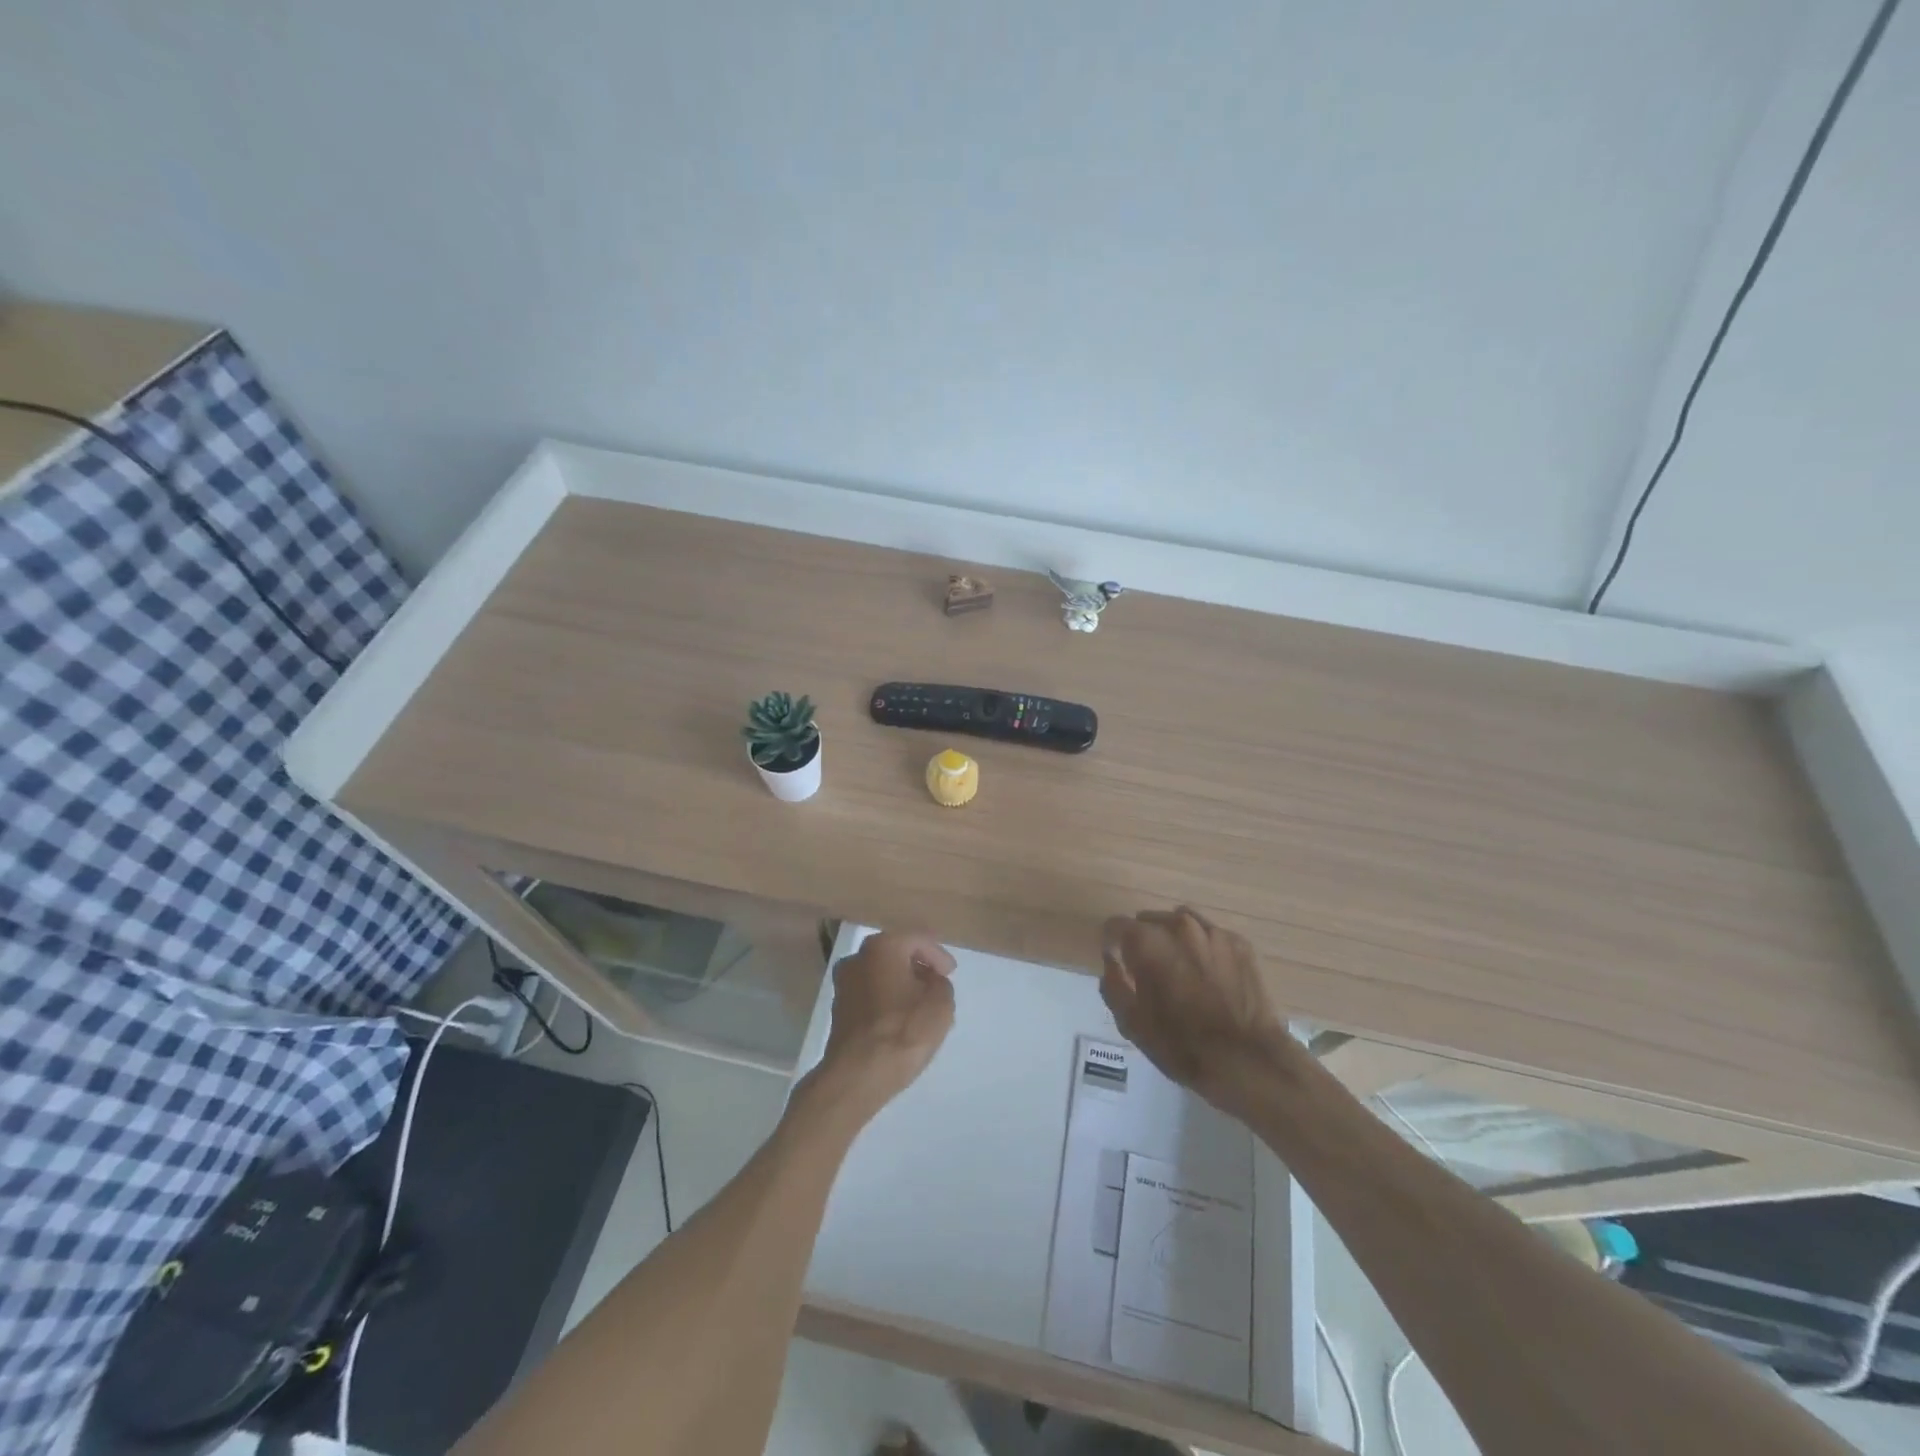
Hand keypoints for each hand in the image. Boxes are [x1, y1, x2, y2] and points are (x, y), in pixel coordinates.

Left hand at [813, 931, 956, 1118]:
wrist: (857, 1075)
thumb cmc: (903, 1031)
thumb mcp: (941, 1004)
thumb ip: (941, 984)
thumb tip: (930, 982)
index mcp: (883, 947)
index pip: (917, 939)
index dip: (938, 955)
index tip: (950, 973)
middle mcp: (858, 957)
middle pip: (895, 953)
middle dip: (917, 967)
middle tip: (937, 984)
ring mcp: (843, 983)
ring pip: (880, 974)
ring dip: (900, 984)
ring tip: (920, 1004)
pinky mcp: (838, 1009)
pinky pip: (869, 994)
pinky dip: (886, 999)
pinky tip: (899, 1018)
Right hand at [1100, 907, 1285, 1107]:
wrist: (1249, 1060)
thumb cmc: (1182, 1045)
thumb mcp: (1132, 1024)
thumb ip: (1113, 985)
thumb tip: (1112, 962)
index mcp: (1147, 942)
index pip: (1115, 925)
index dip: (1112, 945)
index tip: (1119, 965)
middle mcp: (1178, 926)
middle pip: (1149, 920)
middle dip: (1144, 941)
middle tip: (1151, 973)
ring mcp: (1213, 932)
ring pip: (1181, 923)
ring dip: (1174, 940)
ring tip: (1182, 970)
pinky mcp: (1240, 943)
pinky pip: (1211, 935)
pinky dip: (1204, 948)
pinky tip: (1211, 976)